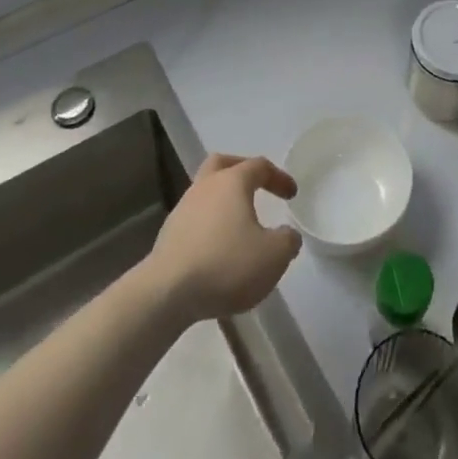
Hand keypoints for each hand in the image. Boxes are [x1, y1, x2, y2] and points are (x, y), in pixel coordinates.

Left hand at [143, 154, 302, 322]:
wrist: (166, 294)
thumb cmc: (226, 265)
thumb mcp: (273, 256)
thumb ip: (287, 241)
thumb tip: (287, 236)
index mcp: (232, 182)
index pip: (260, 166)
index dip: (279, 178)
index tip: (292, 195)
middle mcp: (205, 187)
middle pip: (222, 164)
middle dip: (241, 170)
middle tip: (256, 187)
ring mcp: (182, 210)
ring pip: (205, 193)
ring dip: (223, 203)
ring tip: (238, 226)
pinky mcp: (168, 236)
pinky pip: (195, 220)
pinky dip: (209, 227)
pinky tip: (218, 251)